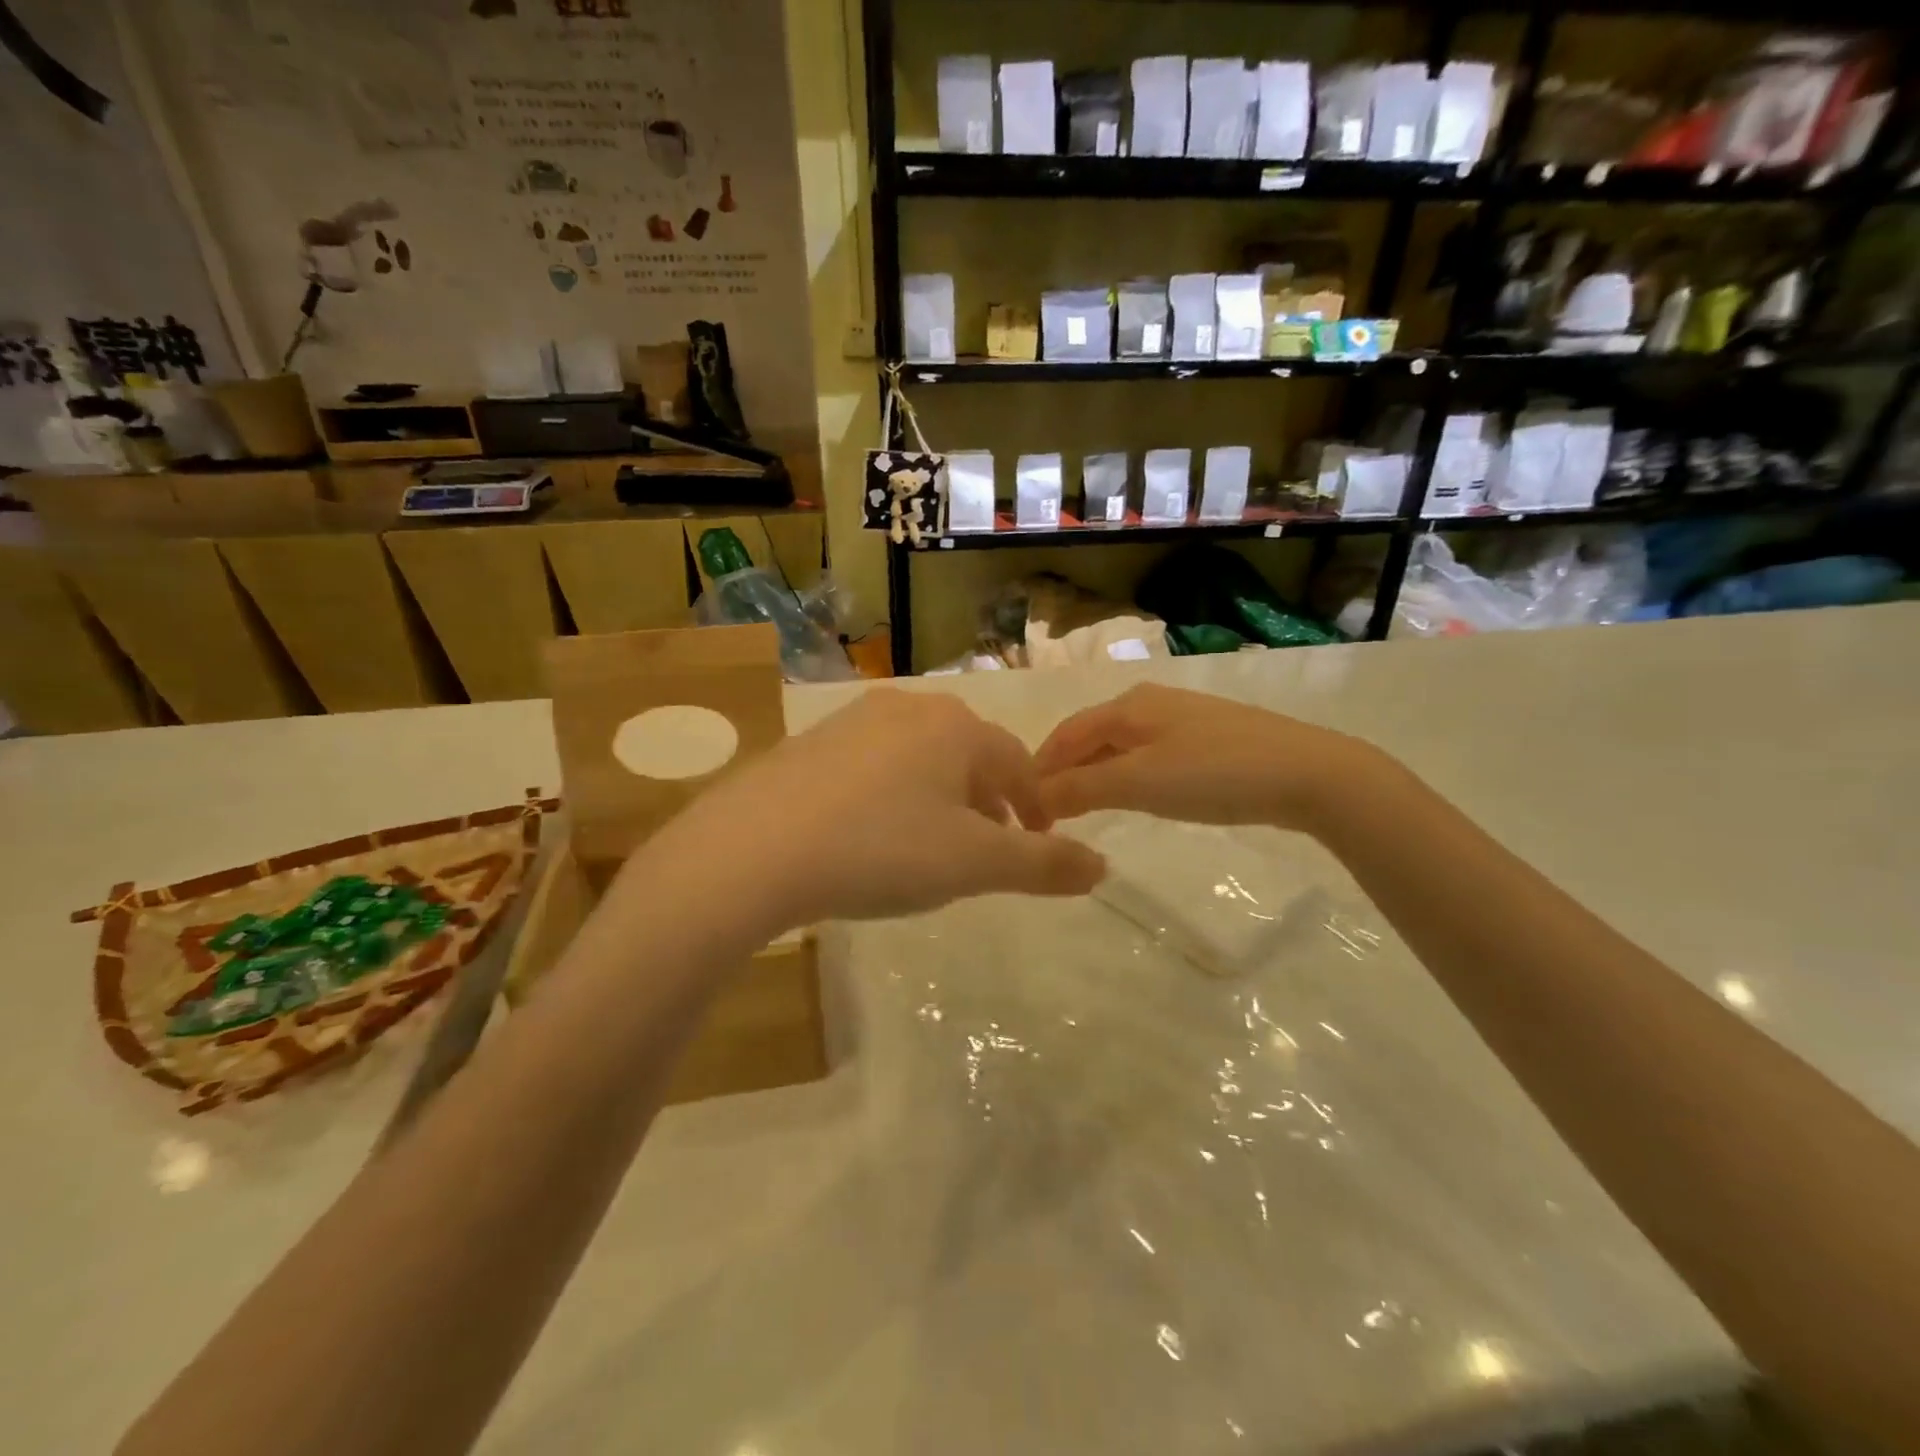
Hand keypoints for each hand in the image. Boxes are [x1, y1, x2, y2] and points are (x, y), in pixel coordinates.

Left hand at [649, 688, 1106, 924]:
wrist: (754, 850)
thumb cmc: (881, 849)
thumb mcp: (973, 864)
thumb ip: (1042, 864)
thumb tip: (1102, 867)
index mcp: (956, 728)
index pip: (1017, 764)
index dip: (1036, 807)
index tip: (1041, 844)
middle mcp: (908, 709)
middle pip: (969, 755)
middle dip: (989, 802)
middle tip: (992, 849)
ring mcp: (853, 721)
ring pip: (920, 759)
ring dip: (942, 798)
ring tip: (935, 846)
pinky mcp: (809, 743)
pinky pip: (874, 767)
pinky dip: (893, 796)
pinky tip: (874, 833)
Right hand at [1034, 683, 1375, 833]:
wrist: (1308, 773)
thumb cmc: (1214, 774)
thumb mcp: (1139, 783)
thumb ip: (1082, 788)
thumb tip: (1036, 797)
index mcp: (1127, 707)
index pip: (1065, 735)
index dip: (1039, 769)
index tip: (1022, 807)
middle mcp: (1149, 703)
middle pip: (1090, 737)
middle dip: (1064, 771)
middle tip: (1048, 813)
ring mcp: (1182, 718)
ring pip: (1120, 745)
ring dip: (1094, 774)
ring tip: (1081, 808)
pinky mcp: (1208, 737)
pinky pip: (1147, 753)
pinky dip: (1125, 774)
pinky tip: (1134, 794)